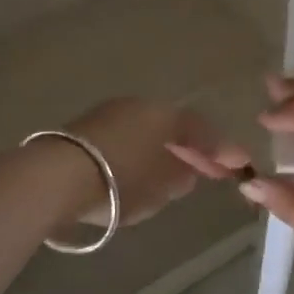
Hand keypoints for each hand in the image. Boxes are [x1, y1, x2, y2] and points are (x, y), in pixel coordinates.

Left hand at [62, 99, 251, 228]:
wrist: (55, 178)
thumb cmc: (119, 181)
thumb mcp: (159, 187)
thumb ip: (180, 178)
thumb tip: (188, 171)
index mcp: (163, 115)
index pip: (200, 130)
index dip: (220, 149)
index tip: (238, 164)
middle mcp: (137, 106)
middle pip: (172, 127)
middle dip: (189, 149)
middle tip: (205, 171)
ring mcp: (107, 114)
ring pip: (146, 131)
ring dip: (162, 151)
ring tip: (171, 176)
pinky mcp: (83, 129)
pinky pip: (124, 138)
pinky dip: (137, 153)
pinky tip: (138, 172)